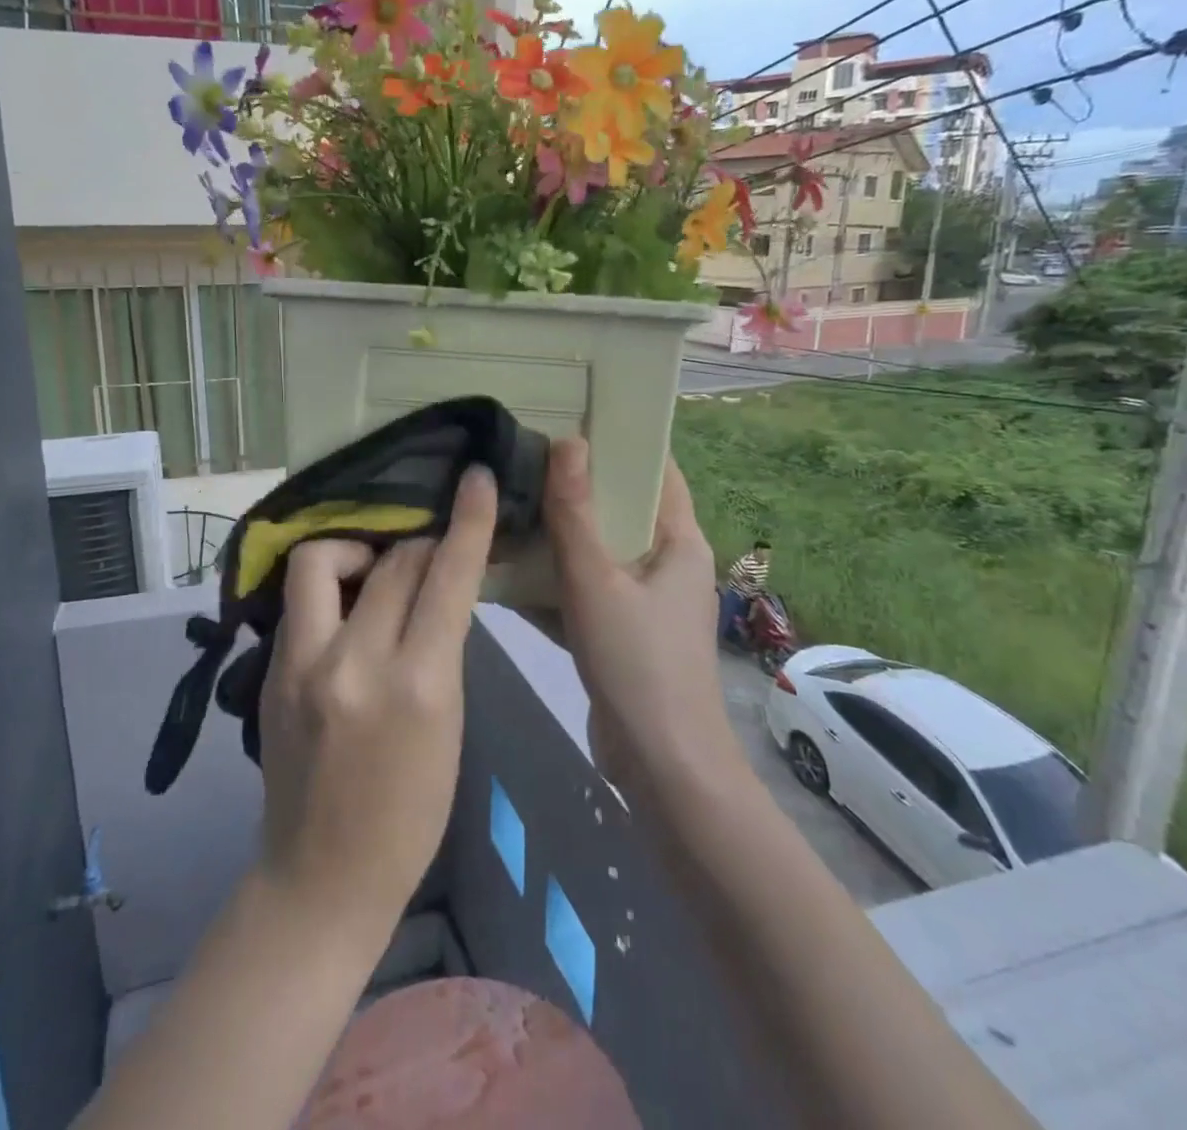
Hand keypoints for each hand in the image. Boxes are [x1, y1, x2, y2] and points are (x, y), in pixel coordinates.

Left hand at [255, 466, 498, 938]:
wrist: (322, 876)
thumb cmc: (410, 813)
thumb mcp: (449, 726)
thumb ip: (440, 649)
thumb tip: (434, 589)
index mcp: (417, 685)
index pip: (445, 579)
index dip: (468, 522)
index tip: (477, 478)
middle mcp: (353, 663)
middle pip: (391, 561)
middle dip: (419, 543)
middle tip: (428, 553)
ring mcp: (300, 664)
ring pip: (320, 559)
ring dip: (356, 551)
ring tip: (371, 573)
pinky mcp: (269, 672)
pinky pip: (301, 599)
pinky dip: (329, 587)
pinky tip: (344, 610)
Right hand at [544, 438, 739, 790]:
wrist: (661, 767)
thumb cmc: (638, 663)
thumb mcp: (597, 581)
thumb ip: (575, 514)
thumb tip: (567, 442)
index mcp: (679, 542)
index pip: (658, 471)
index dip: (622, 442)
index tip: (572, 418)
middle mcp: (667, 564)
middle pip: (621, 510)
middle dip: (577, 486)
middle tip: (525, 457)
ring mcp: (645, 602)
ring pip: (599, 553)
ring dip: (560, 535)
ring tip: (510, 502)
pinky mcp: (622, 634)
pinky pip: (586, 592)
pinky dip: (555, 581)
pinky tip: (507, 569)